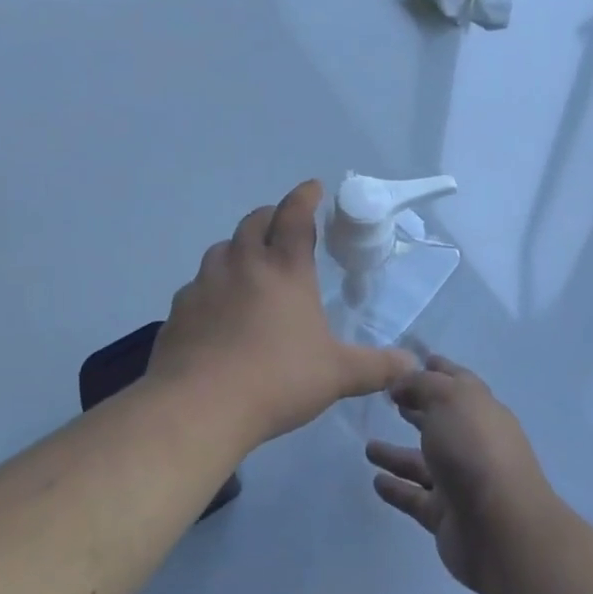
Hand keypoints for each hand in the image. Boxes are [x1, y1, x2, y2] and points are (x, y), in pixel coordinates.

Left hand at [149, 181, 415, 452]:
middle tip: (282, 224)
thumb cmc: (277, 380)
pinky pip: (198, 285)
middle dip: (271, 216)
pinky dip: (212, 285)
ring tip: (249, 263)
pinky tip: (217, 309)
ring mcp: (206, 284)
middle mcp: (243, 265)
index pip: (295, 217)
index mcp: (284, 269)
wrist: (198, 406)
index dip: (305, 197)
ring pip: (222, 249)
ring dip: (238, 247)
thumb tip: (412, 366)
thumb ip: (376, 367)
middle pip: (254, 222)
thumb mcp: (336, 375)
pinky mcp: (180, 310)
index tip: (313, 187)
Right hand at [366, 356, 556, 593]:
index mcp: (480, 408)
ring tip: (368, 447)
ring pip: (423, 462)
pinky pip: (416, 497)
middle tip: (388, 401)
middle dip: (418, 409)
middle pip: (441, 420)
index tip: (414, 360)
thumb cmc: (474, 449)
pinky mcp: (446, 515)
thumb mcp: (447, 398)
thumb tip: (401, 384)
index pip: (457, 381)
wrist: (501, 527)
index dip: (437, 369)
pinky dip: (397, 488)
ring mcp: (461, 481)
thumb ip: (421, 385)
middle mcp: (472, 442)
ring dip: (398, 454)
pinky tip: (376, 481)